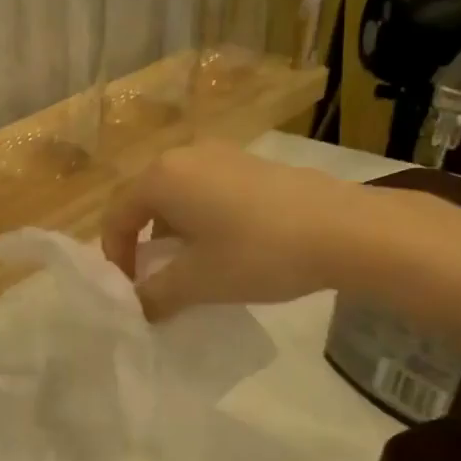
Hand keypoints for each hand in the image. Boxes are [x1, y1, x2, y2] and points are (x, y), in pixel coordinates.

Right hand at [101, 143, 354, 320]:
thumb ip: (155, 295)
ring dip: (175, 233)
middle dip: (144, 244)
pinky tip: (229, 247)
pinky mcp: (253, 163)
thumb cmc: (258, 252)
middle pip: (146, 202)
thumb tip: (138, 306)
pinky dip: (203, 220)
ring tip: (194, 267)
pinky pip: (209, 191)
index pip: (116, 216)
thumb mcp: (198, 282)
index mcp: (162, 177)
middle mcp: (186, 155)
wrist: (345, 229)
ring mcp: (223, 154)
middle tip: (157, 280)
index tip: (129, 291)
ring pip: (179, 196)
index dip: (115, 257)